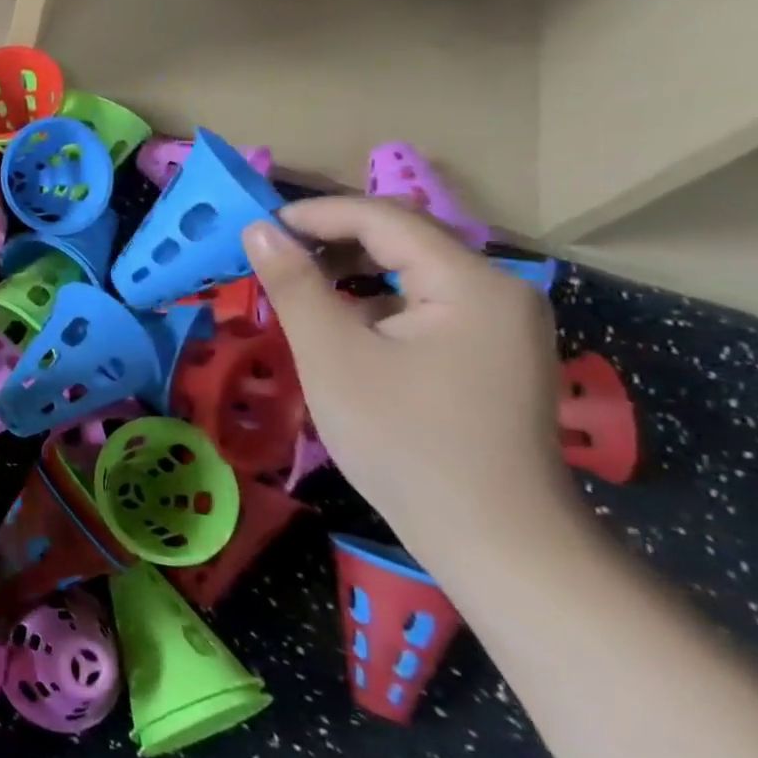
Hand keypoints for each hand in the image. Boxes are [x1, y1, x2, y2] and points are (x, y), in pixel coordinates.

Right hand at [242, 196, 570, 570]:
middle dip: (330, 243)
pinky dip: (376, 305)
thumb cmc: (405, 443)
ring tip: (296, 293)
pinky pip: (425, 306)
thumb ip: (294, 284)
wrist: (494, 543)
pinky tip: (341, 331)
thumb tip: (258, 228)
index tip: (256, 229)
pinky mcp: (492, 354)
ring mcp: (501, 325)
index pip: (383, 218)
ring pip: (411, 274)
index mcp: (470, 282)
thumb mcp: (332, 356)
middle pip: (402, 240)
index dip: (314, 215)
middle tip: (270, 261)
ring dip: (350, 274)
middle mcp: (498, 290)